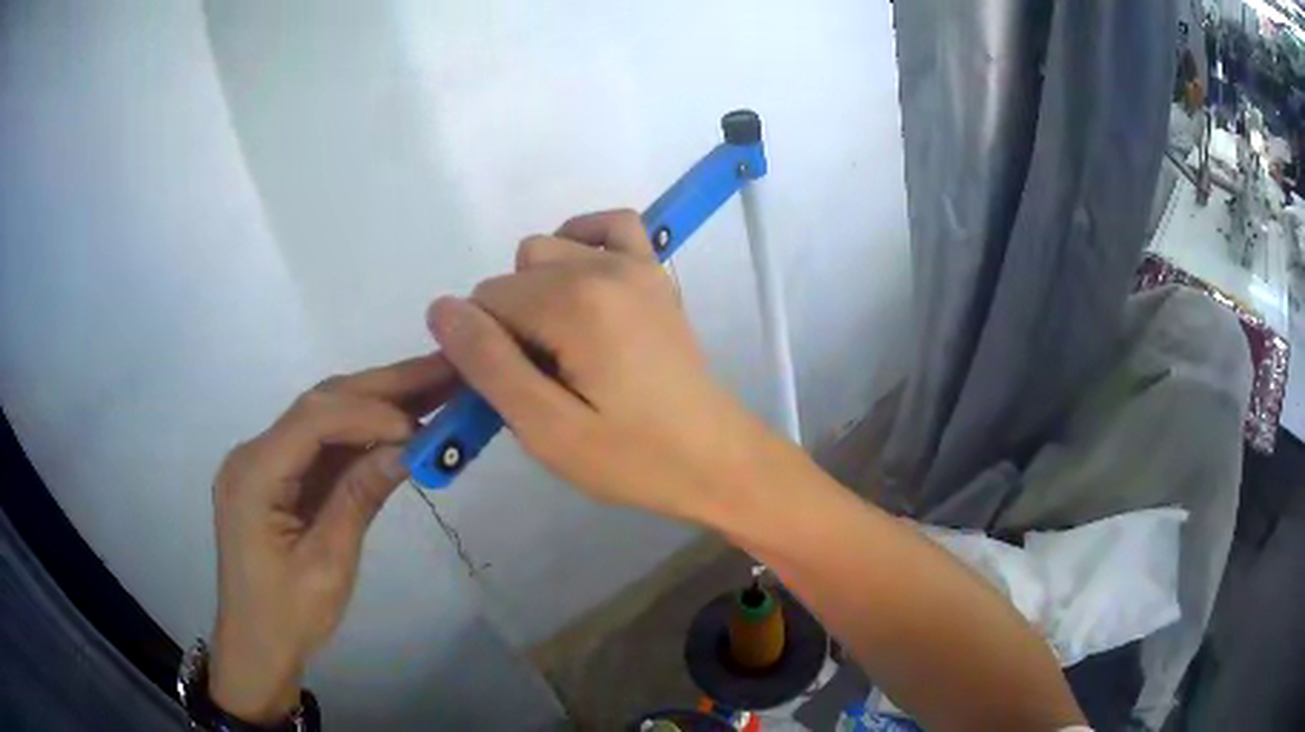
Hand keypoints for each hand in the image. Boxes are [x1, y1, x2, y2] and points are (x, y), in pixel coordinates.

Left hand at [209, 355, 455, 722]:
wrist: (257, 647)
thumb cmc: (288, 617)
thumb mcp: (328, 565)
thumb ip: (359, 498)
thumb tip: (409, 447)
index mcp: (254, 474)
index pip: (315, 419)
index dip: (370, 412)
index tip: (424, 425)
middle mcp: (254, 453)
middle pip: (321, 404)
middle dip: (384, 386)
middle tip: (445, 370)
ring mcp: (265, 462)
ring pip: (325, 417)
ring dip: (378, 403)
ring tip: (435, 387)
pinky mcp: (281, 476)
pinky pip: (324, 445)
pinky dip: (364, 434)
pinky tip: (402, 425)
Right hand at [427, 209, 770, 521]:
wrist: (714, 459)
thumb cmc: (632, 458)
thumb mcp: (547, 429)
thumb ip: (488, 365)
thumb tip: (441, 309)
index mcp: (574, 304)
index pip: (484, 302)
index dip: (483, 349)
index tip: (513, 391)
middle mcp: (602, 267)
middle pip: (512, 277)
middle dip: (507, 325)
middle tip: (541, 380)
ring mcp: (635, 263)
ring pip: (546, 250)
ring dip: (536, 292)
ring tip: (563, 347)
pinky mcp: (654, 273)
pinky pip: (609, 226)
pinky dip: (580, 244)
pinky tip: (578, 285)